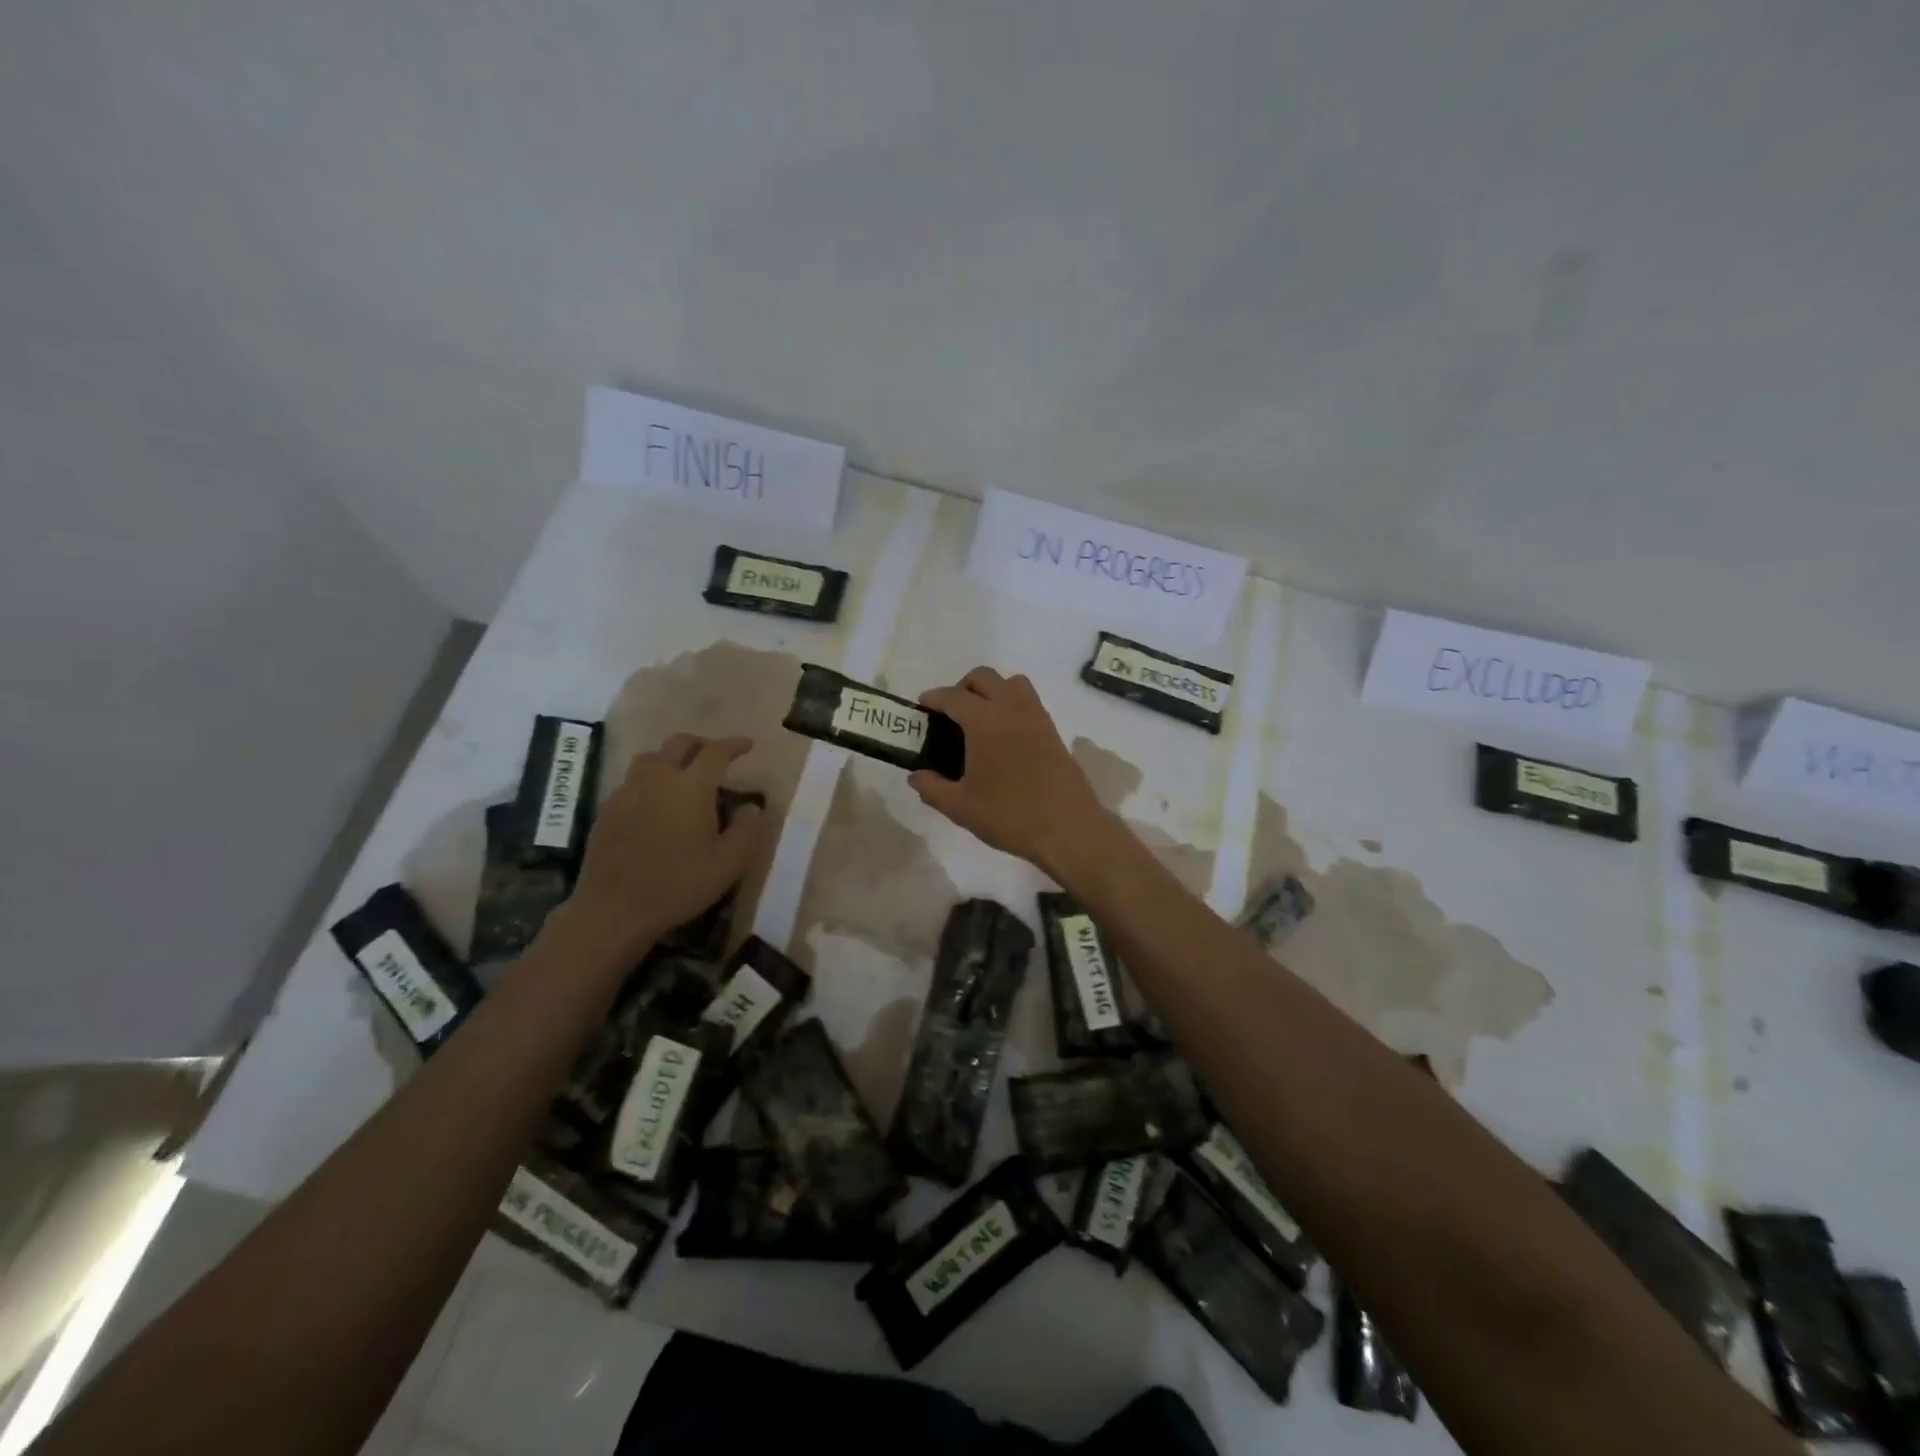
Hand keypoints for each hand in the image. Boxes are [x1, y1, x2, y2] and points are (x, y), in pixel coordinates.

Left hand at [556, 734, 767, 965]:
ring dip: (671, 757)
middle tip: (716, 758)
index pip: (716, 752)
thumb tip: (752, 807)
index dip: (734, 745)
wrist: (615, 908)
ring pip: (651, 757)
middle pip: (680, 744)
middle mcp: (658, 778)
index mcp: (692, 786)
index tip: (747, 746)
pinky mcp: (608, 810)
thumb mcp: (729, 863)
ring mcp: (628, 792)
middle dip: (702, 744)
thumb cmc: (679, 884)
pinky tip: (655, 802)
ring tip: (683, 775)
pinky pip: (632, 781)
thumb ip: (747, 830)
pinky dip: (650, 780)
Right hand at [909, 668, 1117, 878]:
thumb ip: (932, 788)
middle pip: (984, 677)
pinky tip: (1004, 736)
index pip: (954, 696)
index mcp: (985, 722)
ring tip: (980, 719)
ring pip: (1012, 683)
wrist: (1068, 828)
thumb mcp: (961, 807)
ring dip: (992, 690)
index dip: (934, 698)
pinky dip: (1012, 704)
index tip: (923, 705)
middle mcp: (1011, 709)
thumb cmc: (1009, 816)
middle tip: (950, 713)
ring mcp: (1036, 717)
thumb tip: (916, 776)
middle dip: (962, 687)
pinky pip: (1029, 701)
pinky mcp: (1053, 731)